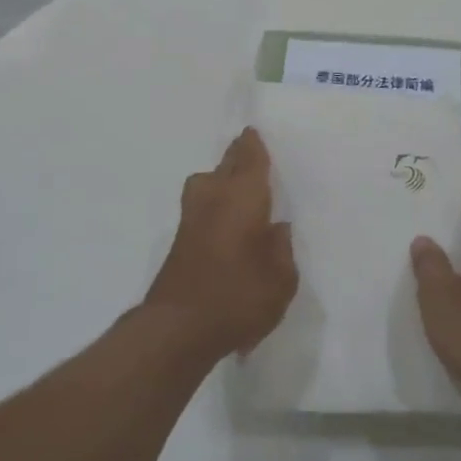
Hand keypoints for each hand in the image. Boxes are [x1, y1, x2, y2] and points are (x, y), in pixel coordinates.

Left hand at [145, 128, 297, 360]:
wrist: (178, 328)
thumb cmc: (238, 297)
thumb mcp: (281, 279)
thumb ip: (282, 249)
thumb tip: (277, 228)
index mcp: (243, 197)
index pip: (250, 159)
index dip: (253, 145)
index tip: (253, 132)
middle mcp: (214, 198)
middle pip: (225, 165)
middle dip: (236, 157)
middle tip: (249, 152)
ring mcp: (192, 218)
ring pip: (205, 184)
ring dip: (219, 179)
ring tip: (237, 187)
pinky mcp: (180, 241)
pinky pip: (201, 207)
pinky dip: (213, 204)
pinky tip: (226, 220)